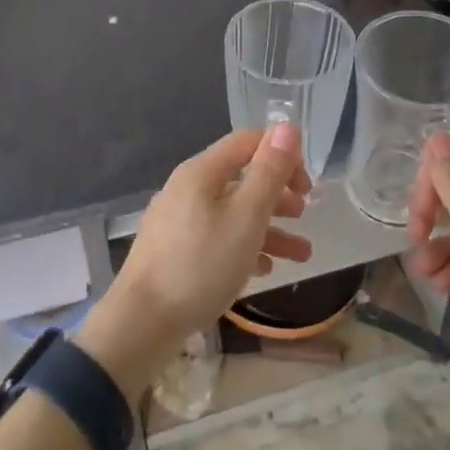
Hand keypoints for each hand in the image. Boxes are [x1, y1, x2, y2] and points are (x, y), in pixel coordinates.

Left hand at [79, 125, 311, 394]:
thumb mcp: (246, 218)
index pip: (248, 142)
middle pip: (241, 178)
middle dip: (278, 194)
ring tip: (301, 254)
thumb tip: (287, 127)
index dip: (282, 155)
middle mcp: (187, 188)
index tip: (307, 186)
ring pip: (232, 213)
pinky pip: (217, 237)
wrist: (142, 323)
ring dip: (269, 227)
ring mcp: (178, 220)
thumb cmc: (201, 265)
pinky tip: (263, 270)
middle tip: (305, 215)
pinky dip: (244, 246)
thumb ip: (269, 172)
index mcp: (202, 172)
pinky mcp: (174, 251)